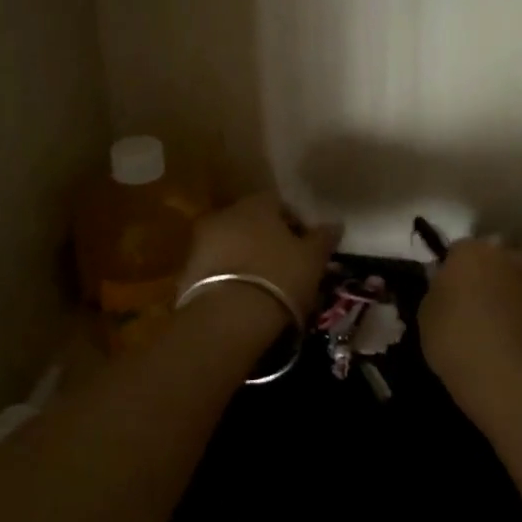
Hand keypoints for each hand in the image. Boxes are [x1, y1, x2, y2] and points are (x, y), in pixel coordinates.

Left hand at [180, 194, 341, 331]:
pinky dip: (229, 276)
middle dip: (267, 239)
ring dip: (246, 257)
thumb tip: (335, 224)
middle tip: (285, 266)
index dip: (295, 225)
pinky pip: (215, 268)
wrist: (227, 317)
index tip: (306, 248)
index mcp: (257, 203)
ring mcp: (201, 241)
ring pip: (231, 244)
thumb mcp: (312, 259)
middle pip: (252, 222)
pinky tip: (242, 297)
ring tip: (264, 285)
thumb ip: (323, 238)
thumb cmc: (279, 277)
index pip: (280, 204)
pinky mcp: (186, 271)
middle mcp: (225, 213)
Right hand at [419, 239, 521, 420]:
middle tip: (467, 300)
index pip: (457, 249)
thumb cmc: (453, 336)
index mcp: (469, 250)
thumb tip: (445, 286)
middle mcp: (503, 257)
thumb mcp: (426, 312)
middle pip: (490, 259)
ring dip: (500, 293)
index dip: (450, 268)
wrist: (503, 375)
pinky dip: (514, 314)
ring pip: (510, 280)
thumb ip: (437, 291)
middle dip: (481, 273)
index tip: (444, 288)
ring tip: (486, 322)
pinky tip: (502, 336)